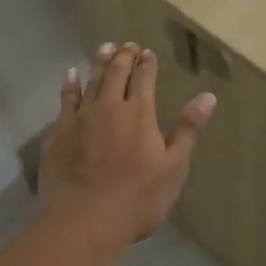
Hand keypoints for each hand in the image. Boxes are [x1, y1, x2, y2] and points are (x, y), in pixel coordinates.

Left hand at [37, 43, 216, 245]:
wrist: (82, 220)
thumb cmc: (136, 199)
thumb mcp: (173, 167)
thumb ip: (188, 130)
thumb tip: (208, 96)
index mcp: (139, 113)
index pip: (144, 79)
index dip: (147, 64)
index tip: (148, 53)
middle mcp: (109, 106)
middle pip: (116, 73)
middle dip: (123, 57)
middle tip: (126, 45)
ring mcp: (80, 117)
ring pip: (91, 81)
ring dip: (99, 63)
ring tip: (104, 48)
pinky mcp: (58, 131)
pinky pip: (65, 99)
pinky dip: (70, 84)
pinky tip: (71, 75)